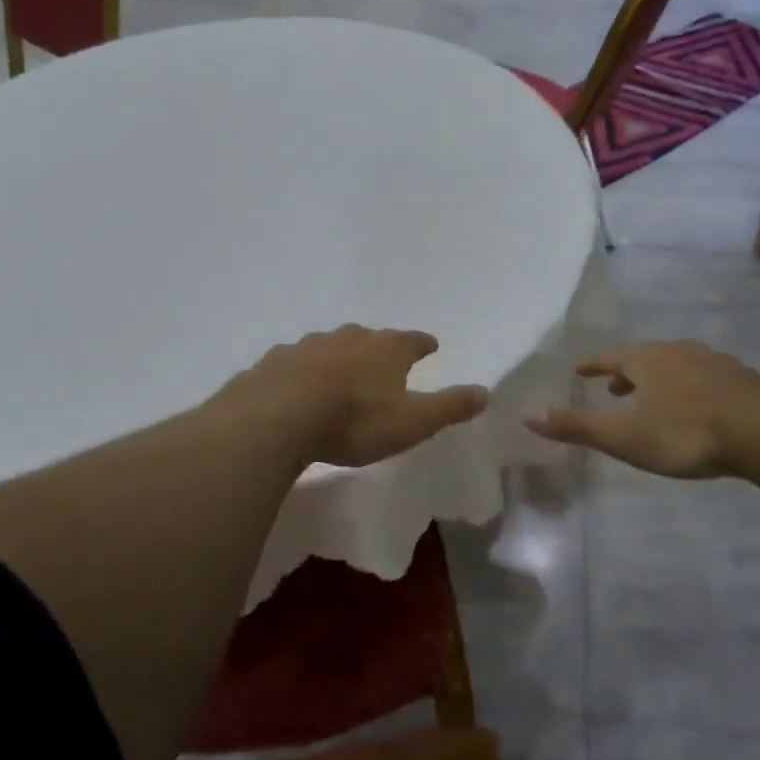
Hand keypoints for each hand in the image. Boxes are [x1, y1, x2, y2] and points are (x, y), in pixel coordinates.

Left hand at [233, 325, 489, 468]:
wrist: (278, 417)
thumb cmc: (355, 420)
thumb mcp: (412, 422)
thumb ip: (449, 407)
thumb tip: (485, 392)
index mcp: (384, 349)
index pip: (411, 340)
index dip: (422, 344)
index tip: (430, 345)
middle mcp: (347, 339)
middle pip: (368, 337)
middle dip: (378, 346)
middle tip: (383, 356)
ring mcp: (306, 347)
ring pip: (329, 346)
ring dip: (338, 356)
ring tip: (340, 371)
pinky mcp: (274, 363)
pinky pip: (294, 363)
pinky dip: (301, 371)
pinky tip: (296, 384)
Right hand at [526, 340, 759, 479]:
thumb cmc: (685, 433)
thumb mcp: (624, 436)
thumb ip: (577, 427)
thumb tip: (527, 414)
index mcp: (645, 360)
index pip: (609, 358)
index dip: (593, 365)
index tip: (580, 369)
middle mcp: (676, 351)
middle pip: (643, 357)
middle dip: (625, 372)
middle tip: (613, 388)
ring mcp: (711, 361)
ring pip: (675, 364)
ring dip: (657, 377)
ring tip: (652, 396)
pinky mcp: (739, 377)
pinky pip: (702, 375)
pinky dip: (687, 385)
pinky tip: (696, 403)